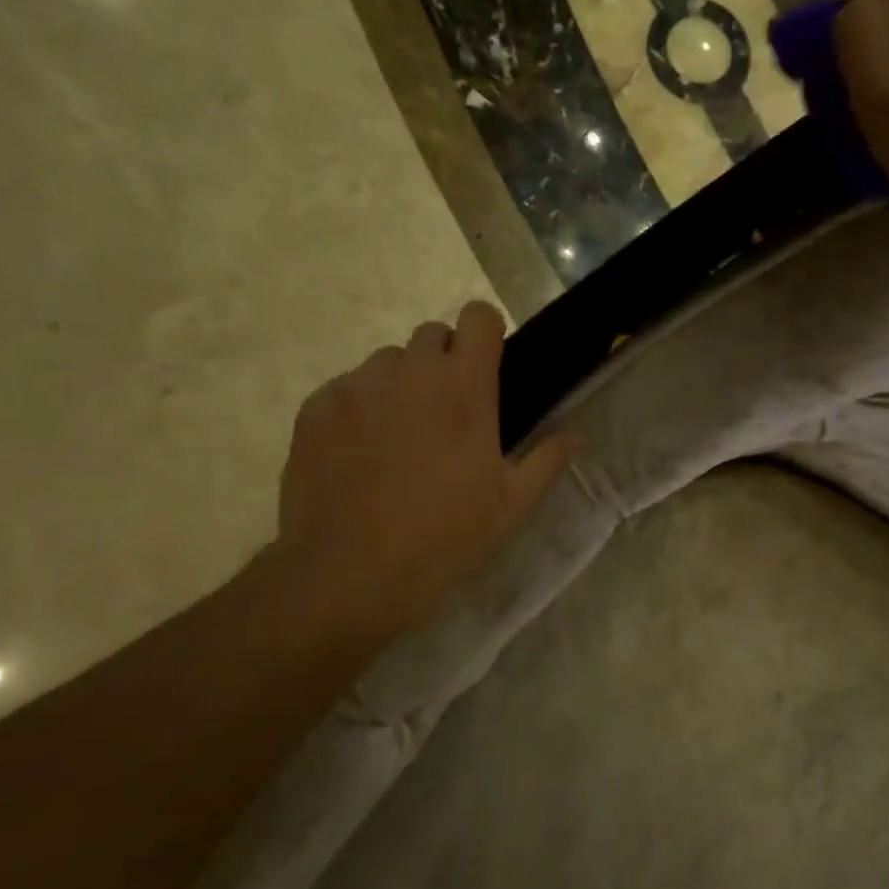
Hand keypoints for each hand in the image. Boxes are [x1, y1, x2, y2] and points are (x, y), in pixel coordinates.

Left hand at [271, 301, 569, 643]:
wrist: (353, 571)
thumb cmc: (446, 535)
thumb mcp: (513, 505)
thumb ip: (547, 459)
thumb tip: (572, 433)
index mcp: (464, 387)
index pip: (478, 317)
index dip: (486, 334)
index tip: (488, 366)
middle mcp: (410, 371)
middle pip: (431, 336)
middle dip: (444, 362)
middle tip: (447, 414)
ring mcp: (356, 386)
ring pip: (386, 363)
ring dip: (401, 385)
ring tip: (399, 437)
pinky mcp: (316, 408)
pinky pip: (346, 389)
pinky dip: (359, 409)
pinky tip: (360, 455)